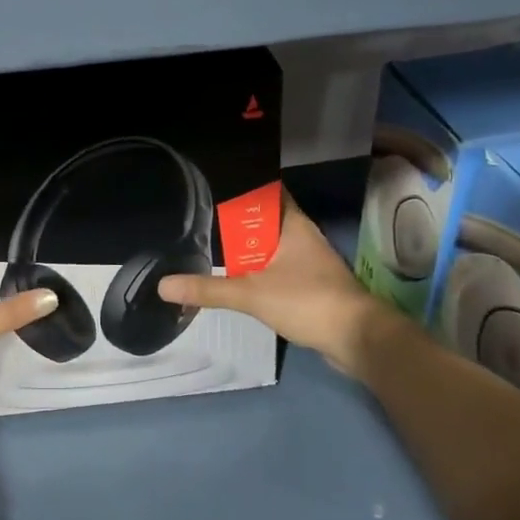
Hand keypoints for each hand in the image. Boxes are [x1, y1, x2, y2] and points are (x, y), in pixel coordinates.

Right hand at [158, 191, 406, 374]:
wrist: (357, 338)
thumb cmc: (308, 301)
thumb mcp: (251, 294)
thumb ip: (208, 289)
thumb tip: (162, 286)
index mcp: (292, 223)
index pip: (266, 189)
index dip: (241, 183)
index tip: (211, 181)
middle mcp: (301, 234)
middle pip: (264, 217)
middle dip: (236, 217)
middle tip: (199, 212)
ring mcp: (308, 259)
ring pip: (271, 243)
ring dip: (247, 245)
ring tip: (210, 240)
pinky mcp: (310, 282)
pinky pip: (277, 265)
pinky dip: (258, 266)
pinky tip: (237, 274)